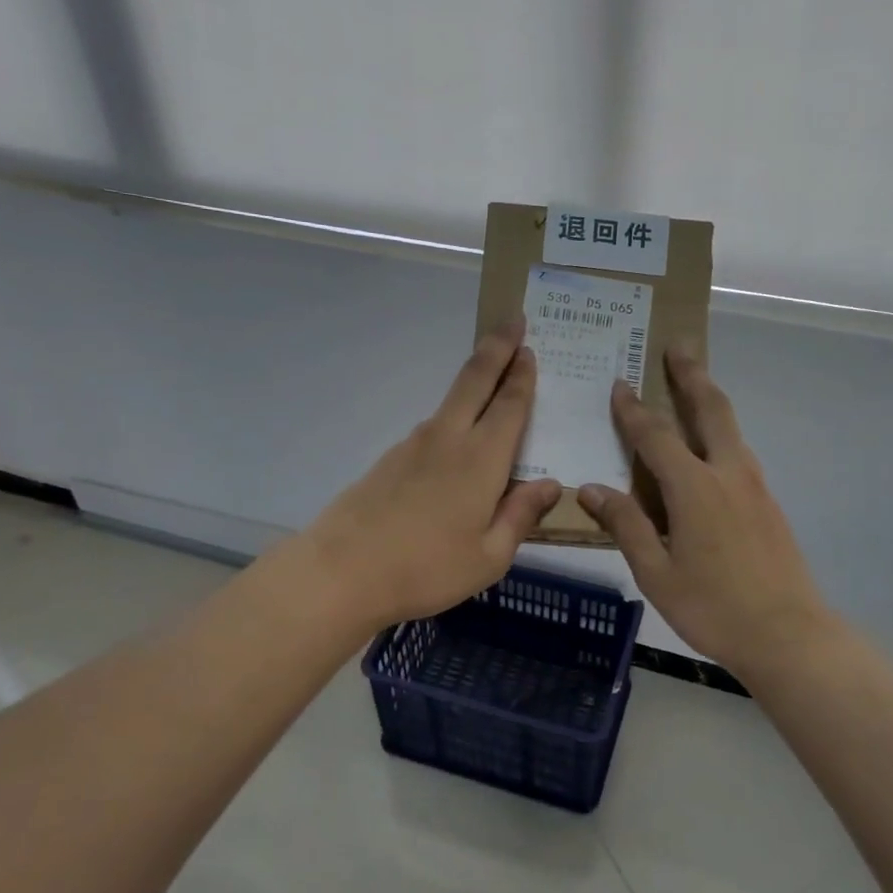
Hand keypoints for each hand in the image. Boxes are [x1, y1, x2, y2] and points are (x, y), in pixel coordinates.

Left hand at [303, 320, 562, 631]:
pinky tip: (457, 443)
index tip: (529, 346)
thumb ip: (521, 516)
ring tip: (493, 380)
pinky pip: (433, 428)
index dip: (522, 375)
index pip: (509, 405)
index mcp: (481, 460)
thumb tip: (550, 484)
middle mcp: (448, 439)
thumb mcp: (489, 557)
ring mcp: (414, 445)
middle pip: (475, 380)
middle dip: (497, 347)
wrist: (341, 572)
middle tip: (513, 319)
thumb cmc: (425, 569)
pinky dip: (453, 418)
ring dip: (475, 381)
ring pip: (451, 401)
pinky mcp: (390, 459)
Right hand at [578, 353, 831, 676]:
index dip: (633, 410)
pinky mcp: (769, 503)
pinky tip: (711, 447)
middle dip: (691, 375)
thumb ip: (626, 526)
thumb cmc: (713, 608)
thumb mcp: (657, 574)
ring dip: (710, 399)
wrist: (788, 635)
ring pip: (731, 428)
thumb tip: (592, 489)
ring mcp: (755, 486)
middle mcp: (728, 474)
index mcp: (695, 488)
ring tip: (694, 383)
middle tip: (679, 346)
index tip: (619, 383)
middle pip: (710, 409)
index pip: (656, 436)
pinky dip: (721, 432)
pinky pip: (740, 452)